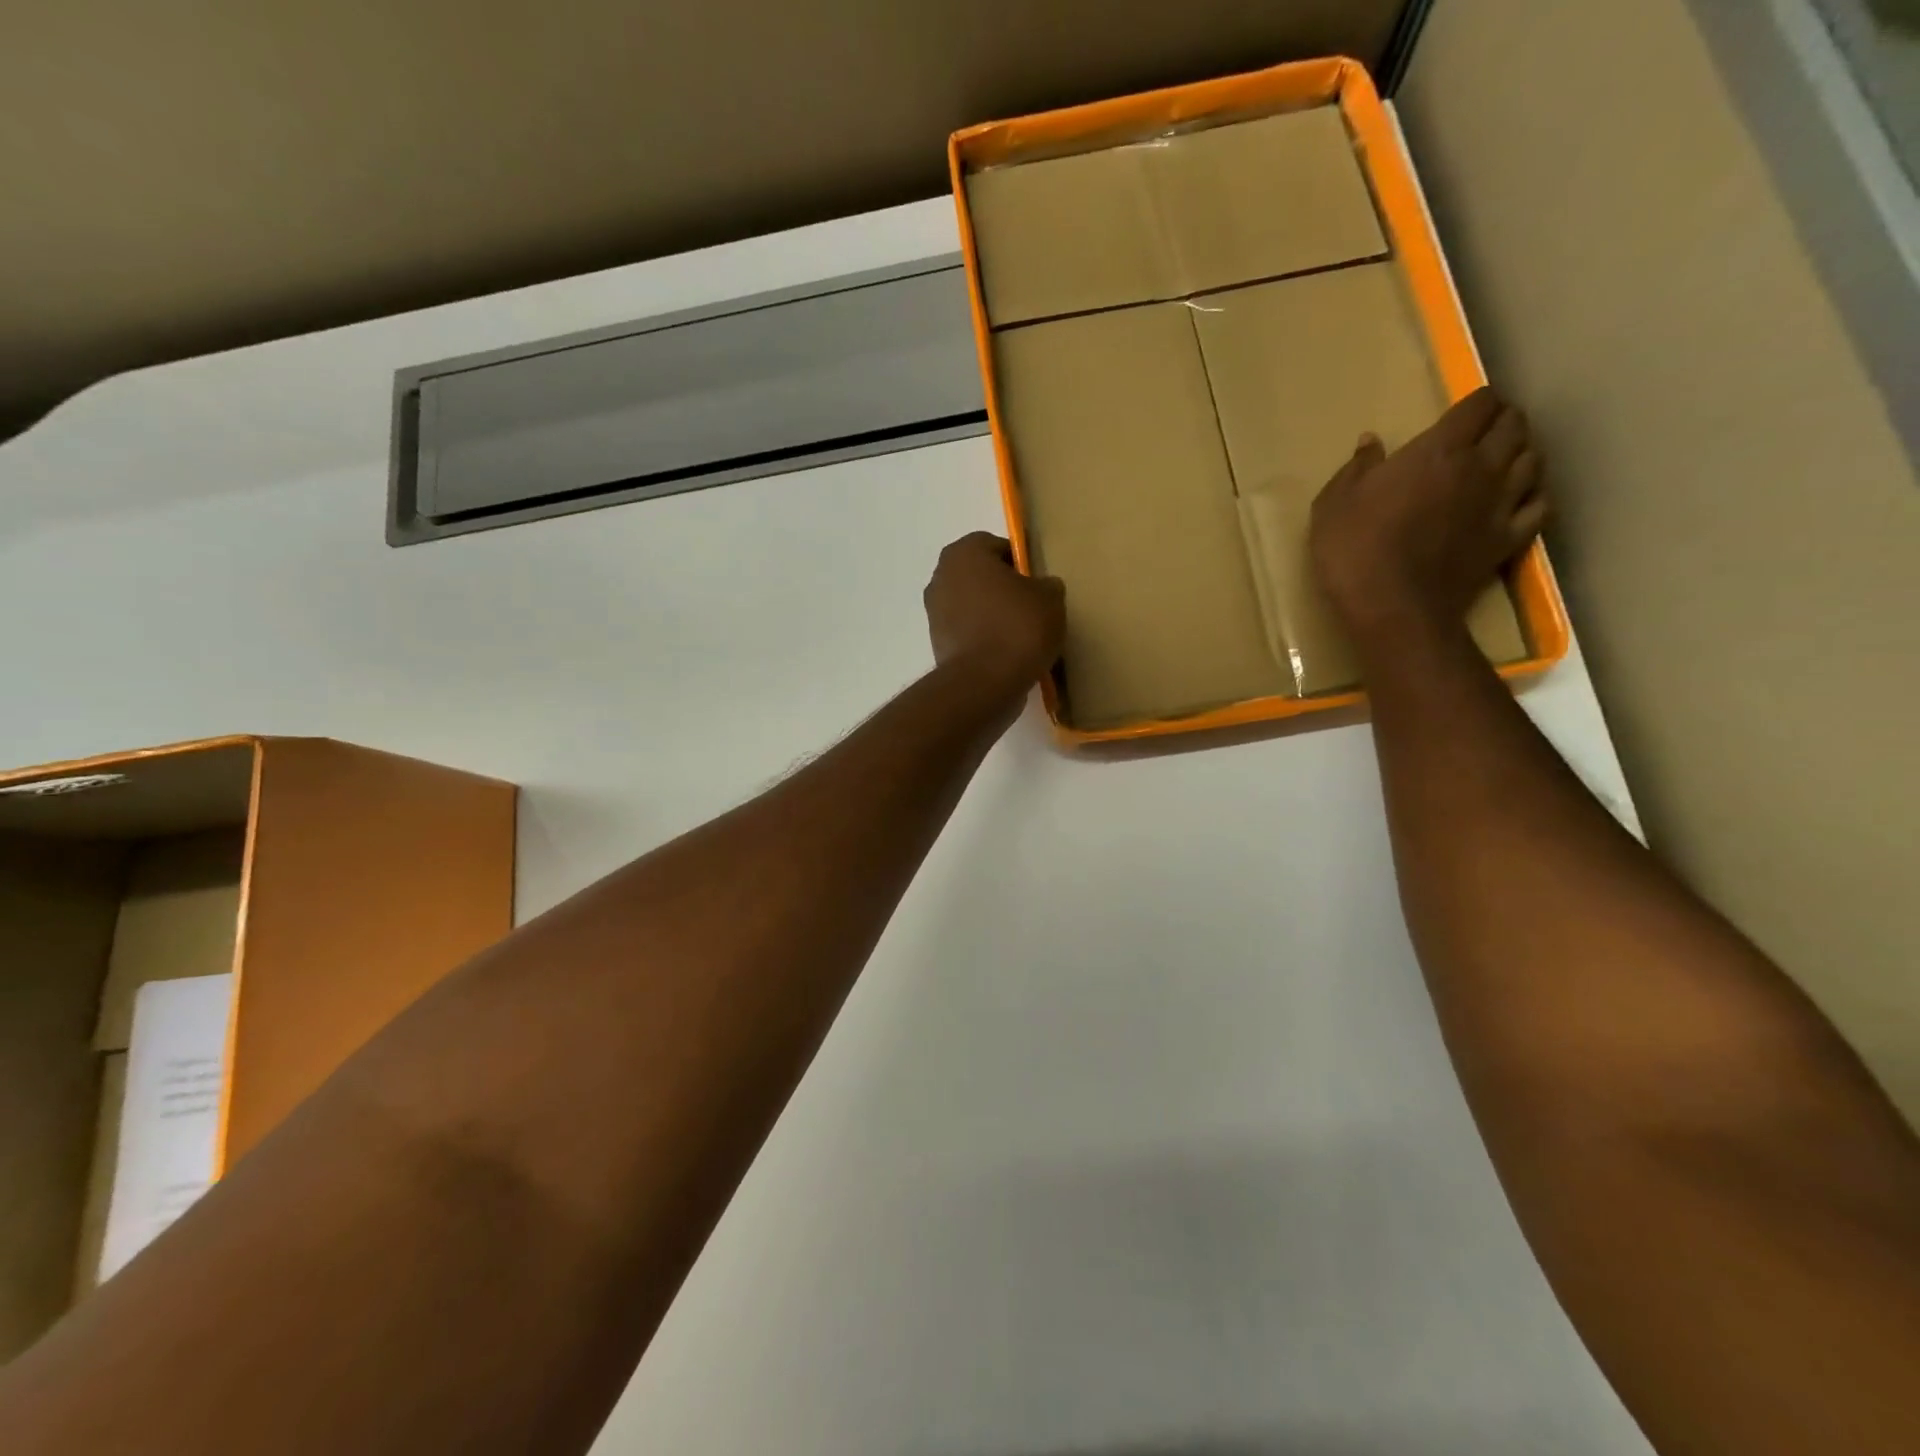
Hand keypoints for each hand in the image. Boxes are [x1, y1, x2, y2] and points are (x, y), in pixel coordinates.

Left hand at [924, 532, 1065, 695]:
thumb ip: (1046, 585)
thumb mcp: (1050, 598)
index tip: (1037, 583)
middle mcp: (941, 577)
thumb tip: (1042, 588)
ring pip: (972, 605)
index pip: (996, 546)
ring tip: (1020, 634)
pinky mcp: (937, 644)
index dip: (1020, 562)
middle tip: (1031, 607)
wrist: (984, 683)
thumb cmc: (1017, 627)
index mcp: (964, 553)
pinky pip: (967, 632)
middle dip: (1003, 588)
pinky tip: (1006, 653)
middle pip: (980, 576)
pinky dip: (983, 638)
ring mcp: (934, 612)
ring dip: (992, 614)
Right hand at [1310, 386, 1546, 646]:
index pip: (1479, 404)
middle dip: (1502, 420)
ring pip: (1534, 459)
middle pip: (1514, 426)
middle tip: (1483, 430)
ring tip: (1504, 459)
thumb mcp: (1333, 505)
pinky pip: (1539, 505)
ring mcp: (1501, 504)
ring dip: (1521, 452)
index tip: (1461, 410)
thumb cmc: (1354, 550)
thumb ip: (1355, 469)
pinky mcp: (1509, 539)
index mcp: (1439, 450)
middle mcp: (1482, 467)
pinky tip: (1518, 498)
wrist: (1392, 607)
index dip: (1475, 401)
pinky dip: (1534, 494)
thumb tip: (1370, 442)